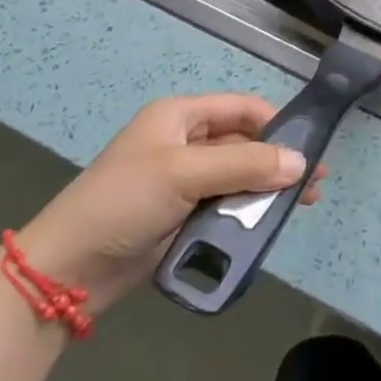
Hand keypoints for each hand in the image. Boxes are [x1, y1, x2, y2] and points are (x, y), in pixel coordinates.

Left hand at [15, 93, 322, 314]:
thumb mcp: (185, 174)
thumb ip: (245, 165)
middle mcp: (185, 143)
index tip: (309, 148)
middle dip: (278, 161)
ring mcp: (183, 182)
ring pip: (239, 178)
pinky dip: (247, 214)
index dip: (277, 124)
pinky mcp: (182, 216)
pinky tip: (269, 225)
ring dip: (267, 190)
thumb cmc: (124, 203)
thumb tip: (301, 163)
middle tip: (313, 184)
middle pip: (244, 143)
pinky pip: (225, 207)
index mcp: (180, 117)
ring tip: (301, 206)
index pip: (242, 108)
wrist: (67, 271)